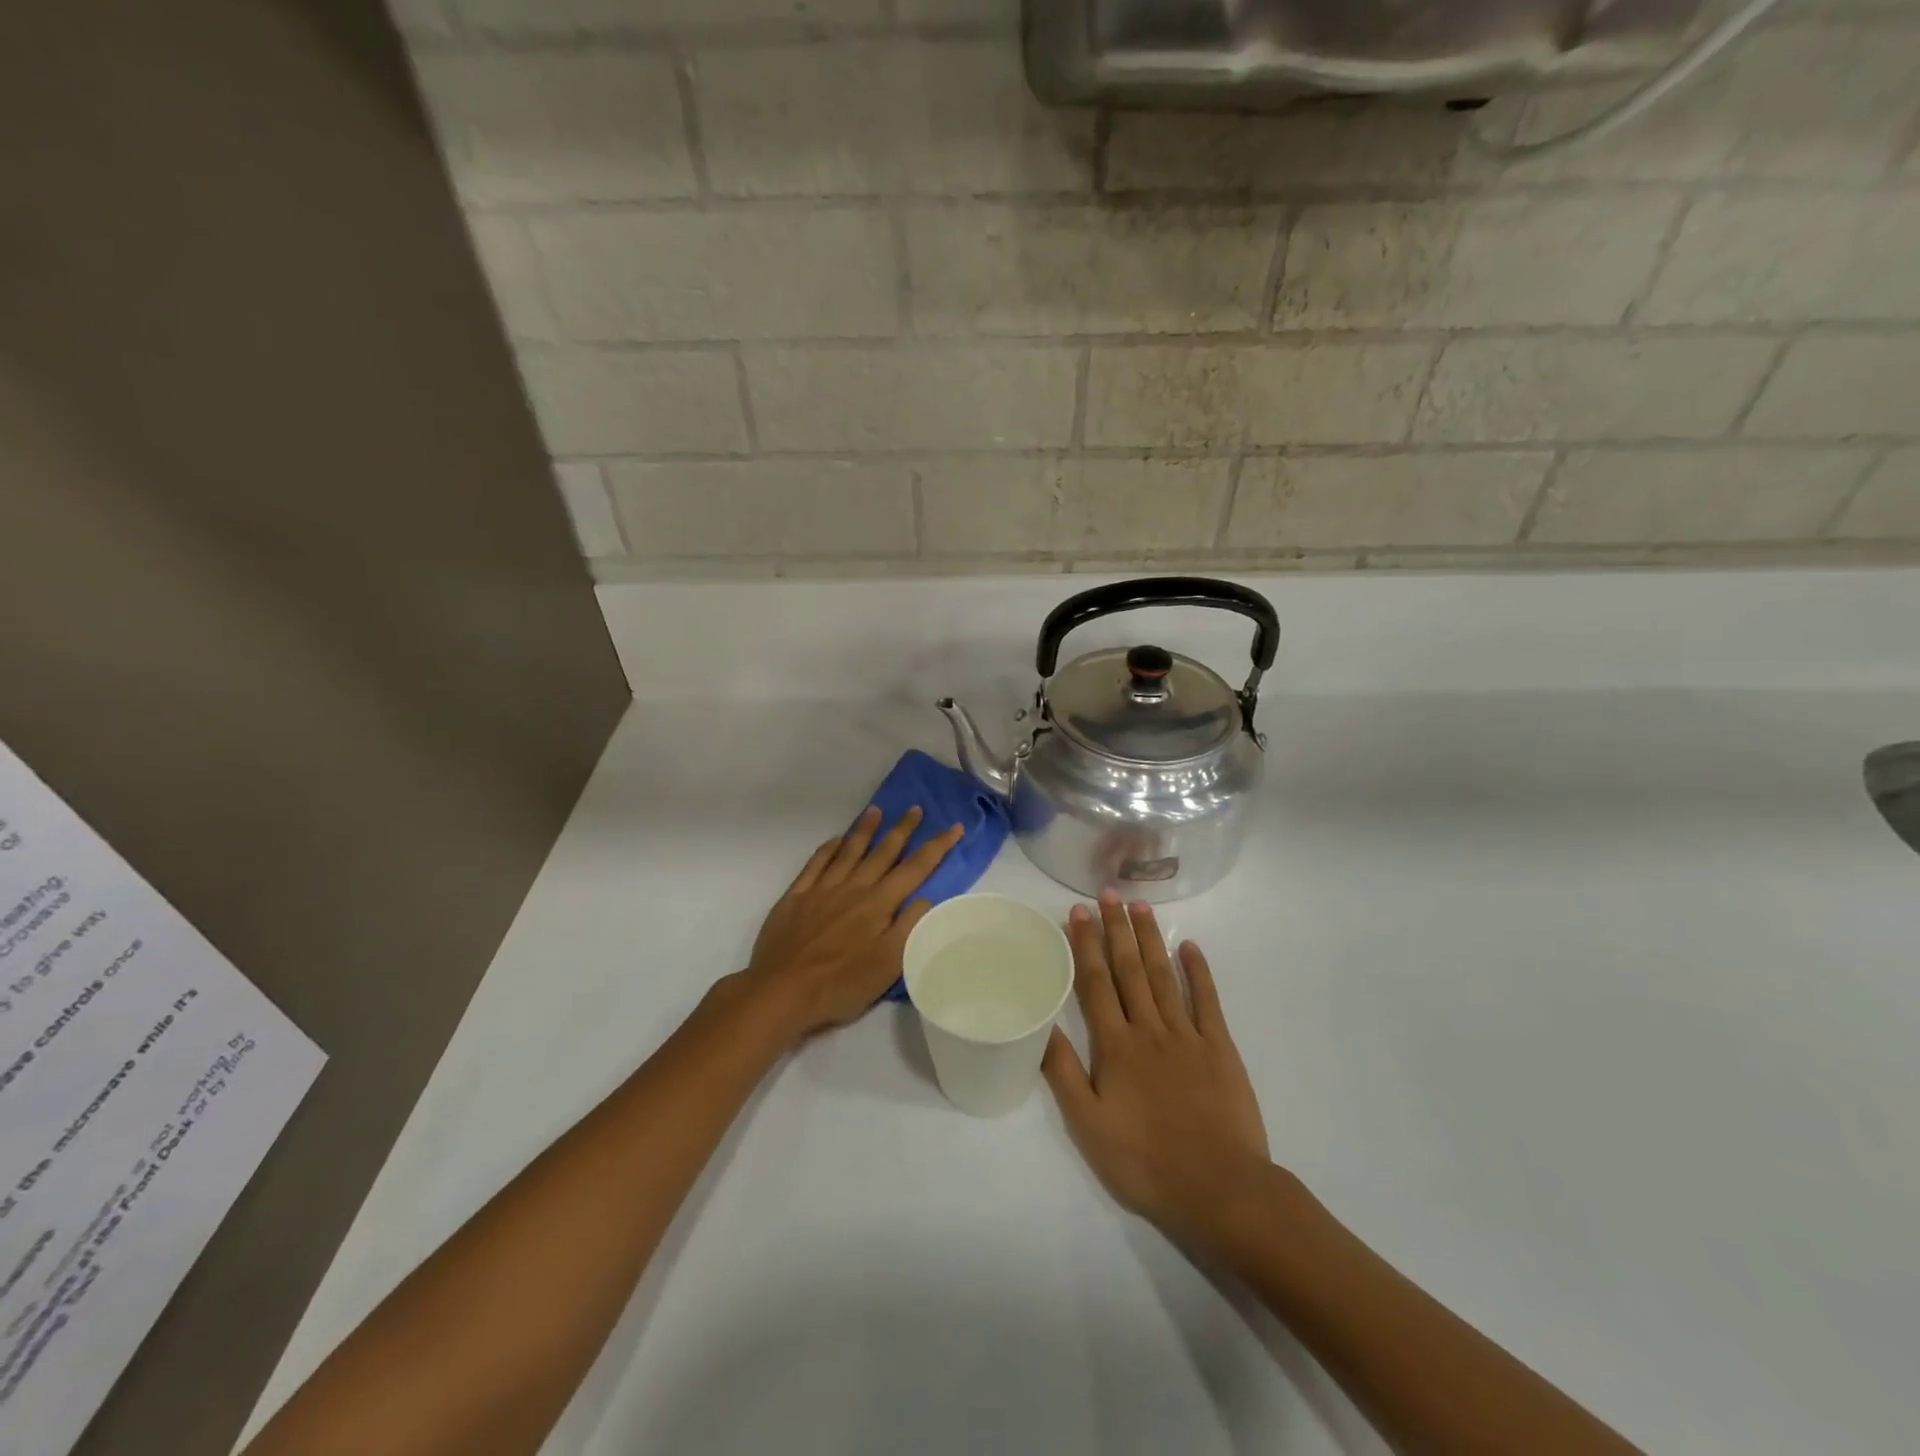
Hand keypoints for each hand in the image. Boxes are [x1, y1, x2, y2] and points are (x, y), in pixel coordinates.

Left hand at [743, 806, 961, 1040]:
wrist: (781, 991)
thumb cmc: (840, 984)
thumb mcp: (888, 965)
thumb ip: (909, 928)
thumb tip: (926, 897)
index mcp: (879, 905)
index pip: (915, 869)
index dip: (937, 846)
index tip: (954, 827)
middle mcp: (853, 888)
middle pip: (883, 852)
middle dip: (902, 829)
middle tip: (915, 808)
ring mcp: (822, 889)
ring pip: (849, 851)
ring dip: (865, 829)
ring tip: (876, 810)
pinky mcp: (796, 896)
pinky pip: (816, 863)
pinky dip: (828, 848)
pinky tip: (835, 839)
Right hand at [1043, 892, 1269, 1240]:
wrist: (1219, 1188)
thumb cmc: (1145, 1161)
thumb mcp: (1089, 1125)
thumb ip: (1064, 1072)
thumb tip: (1041, 1025)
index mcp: (1115, 1046)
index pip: (1096, 983)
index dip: (1086, 945)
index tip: (1078, 912)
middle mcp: (1149, 1028)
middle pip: (1129, 969)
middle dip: (1116, 928)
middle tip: (1108, 894)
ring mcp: (1187, 1035)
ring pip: (1163, 976)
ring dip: (1150, 939)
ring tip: (1140, 907)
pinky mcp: (1219, 1047)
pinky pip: (1207, 1000)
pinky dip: (1198, 971)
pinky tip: (1190, 948)